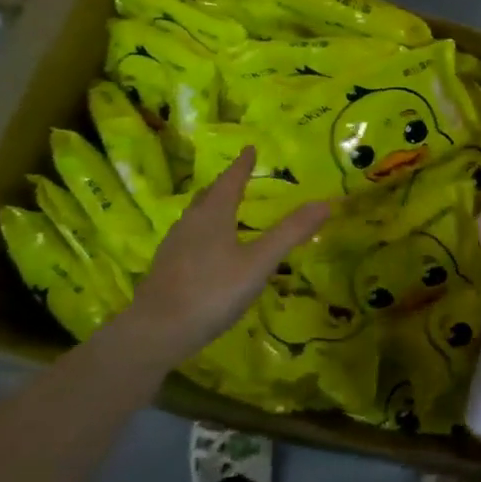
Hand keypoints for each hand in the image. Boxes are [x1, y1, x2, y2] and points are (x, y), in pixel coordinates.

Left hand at [117, 149, 330, 364]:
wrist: (155, 333)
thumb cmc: (211, 292)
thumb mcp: (258, 263)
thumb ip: (290, 233)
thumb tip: (325, 202)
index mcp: (213, 215)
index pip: (231, 180)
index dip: (242, 164)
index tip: (250, 148)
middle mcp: (190, 223)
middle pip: (209, 195)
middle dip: (226, 183)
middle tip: (239, 175)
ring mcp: (174, 246)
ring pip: (195, 215)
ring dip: (212, 205)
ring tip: (224, 207)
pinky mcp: (165, 268)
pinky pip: (188, 236)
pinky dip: (203, 230)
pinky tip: (207, 248)